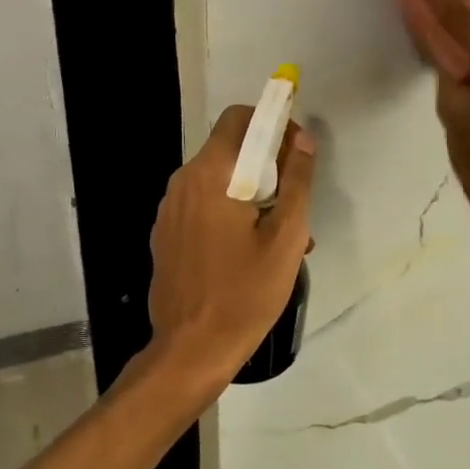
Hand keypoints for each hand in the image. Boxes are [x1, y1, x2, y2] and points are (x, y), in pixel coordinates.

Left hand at [144, 106, 316, 394]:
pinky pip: (202, 206)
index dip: (272, 123)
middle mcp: (182, 182)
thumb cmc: (245, 293)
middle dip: (266, 165)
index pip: (238, 119)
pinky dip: (228, 212)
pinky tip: (249, 251)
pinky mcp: (165, 233)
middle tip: (295, 203)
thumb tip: (304, 140)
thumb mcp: (286, 237)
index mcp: (210, 175)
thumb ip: (297, 181)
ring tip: (280, 236)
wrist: (191, 349)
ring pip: (217, 181)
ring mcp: (169, 209)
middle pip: (229, 150)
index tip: (296, 152)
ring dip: (251, 193)